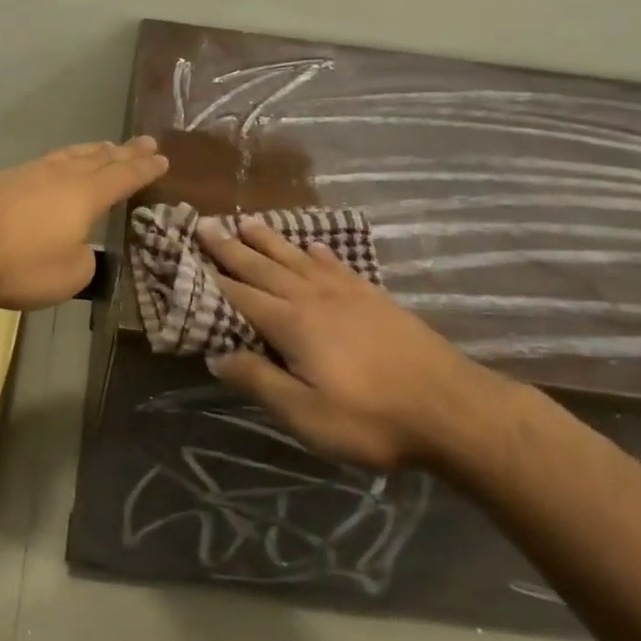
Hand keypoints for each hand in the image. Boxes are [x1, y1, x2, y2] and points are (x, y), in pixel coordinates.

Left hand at [0, 138, 169, 310]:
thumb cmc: (22, 267)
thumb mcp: (71, 275)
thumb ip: (84, 257)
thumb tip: (77, 245)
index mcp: (84, 195)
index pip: (123, 176)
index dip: (144, 169)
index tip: (162, 158)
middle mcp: (58, 175)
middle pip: (98, 158)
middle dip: (123, 151)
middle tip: (144, 141)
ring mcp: (24, 173)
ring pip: (66, 156)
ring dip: (90, 151)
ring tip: (104, 147)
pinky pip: (39, 165)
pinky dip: (57, 163)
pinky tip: (52, 169)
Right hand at [196, 216, 513, 469]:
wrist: (453, 410)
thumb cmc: (371, 419)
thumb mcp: (305, 414)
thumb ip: (259, 381)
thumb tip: (217, 355)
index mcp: (292, 324)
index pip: (240, 295)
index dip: (211, 276)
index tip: (187, 252)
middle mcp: (314, 298)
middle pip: (264, 268)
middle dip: (232, 247)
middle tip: (206, 224)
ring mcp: (348, 294)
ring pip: (298, 259)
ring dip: (270, 241)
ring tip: (248, 222)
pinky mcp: (375, 299)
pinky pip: (337, 265)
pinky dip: (318, 253)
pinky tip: (313, 246)